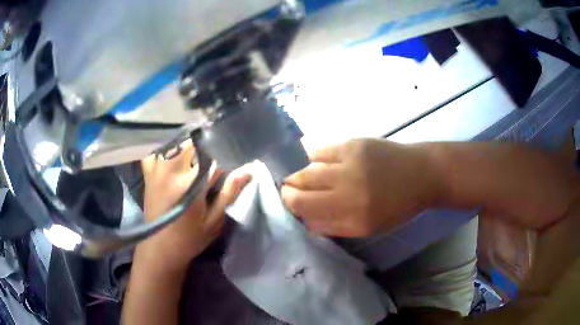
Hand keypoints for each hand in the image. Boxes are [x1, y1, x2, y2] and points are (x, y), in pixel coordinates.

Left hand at [139, 140, 250, 271]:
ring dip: (189, 150)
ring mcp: (156, 168)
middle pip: (193, 143)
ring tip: (194, 166)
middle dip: (205, 151)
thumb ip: (229, 192)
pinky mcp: (148, 172)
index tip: (226, 169)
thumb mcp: (214, 220)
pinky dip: (170, 153)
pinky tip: (175, 165)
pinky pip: (160, 151)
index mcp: (188, 182)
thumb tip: (249, 169)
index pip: (212, 156)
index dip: (223, 159)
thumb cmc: (189, 238)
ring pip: (177, 143)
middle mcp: (170, 169)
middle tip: (209, 170)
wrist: (159, 247)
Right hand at [281, 138, 439, 236]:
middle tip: (292, 189)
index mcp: (353, 215)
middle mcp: (347, 189)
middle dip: (290, 189)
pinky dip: (314, 157)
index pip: (304, 208)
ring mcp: (349, 163)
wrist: (421, 174)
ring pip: (306, 168)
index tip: (291, 202)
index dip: (291, 204)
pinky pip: (320, 149)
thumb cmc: (397, 206)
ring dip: (301, 174)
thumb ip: (334, 227)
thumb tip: (306, 219)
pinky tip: (318, 161)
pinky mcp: (353, 143)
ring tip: (306, 176)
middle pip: (300, 187)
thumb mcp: (368, 227)